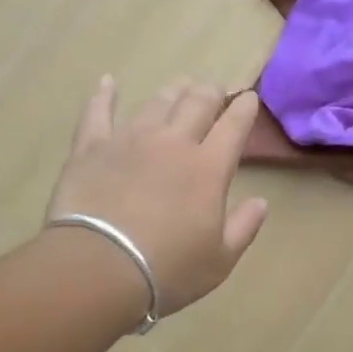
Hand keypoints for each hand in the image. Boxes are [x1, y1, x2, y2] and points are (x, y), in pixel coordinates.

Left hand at [43, 76, 267, 316]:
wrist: (99, 268)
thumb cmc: (168, 269)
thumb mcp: (220, 259)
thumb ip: (245, 227)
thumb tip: (261, 202)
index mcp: (209, 168)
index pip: (234, 126)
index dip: (244, 109)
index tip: (249, 98)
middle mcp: (173, 143)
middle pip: (196, 104)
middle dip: (210, 93)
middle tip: (214, 89)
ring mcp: (129, 141)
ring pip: (156, 103)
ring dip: (172, 91)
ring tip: (180, 84)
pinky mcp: (91, 148)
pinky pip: (97, 113)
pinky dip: (103, 95)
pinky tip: (108, 82)